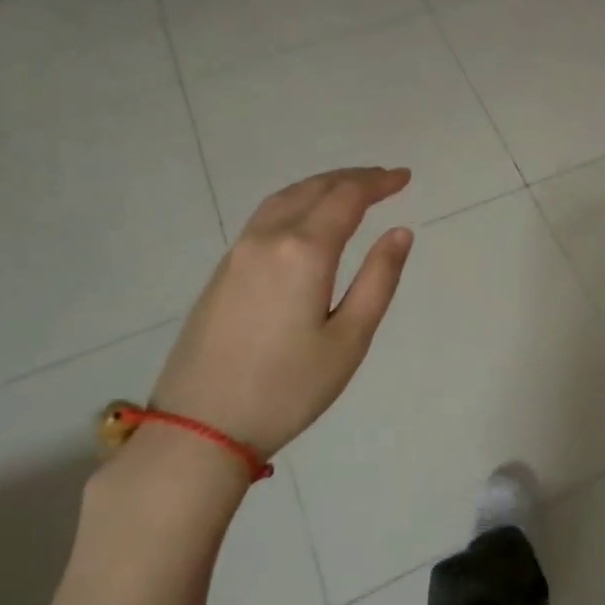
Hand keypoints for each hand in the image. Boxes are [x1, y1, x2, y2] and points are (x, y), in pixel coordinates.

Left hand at [150, 168, 414, 460]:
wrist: (200, 427)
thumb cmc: (288, 388)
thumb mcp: (349, 339)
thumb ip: (378, 279)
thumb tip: (401, 232)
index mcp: (304, 251)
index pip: (347, 198)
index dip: (379, 182)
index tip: (405, 177)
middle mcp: (268, 239)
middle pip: (315, 189)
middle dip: (353, 178)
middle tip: (386, 178)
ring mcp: (238, 252)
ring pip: (285, 198)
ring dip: (322, 185)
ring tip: (351, 189)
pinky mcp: (222, 271)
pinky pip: (266, 216)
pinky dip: (297, 202)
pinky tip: (307, 217)